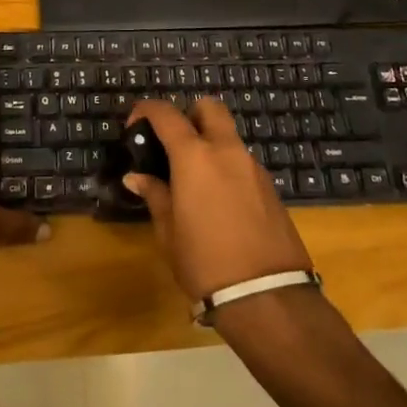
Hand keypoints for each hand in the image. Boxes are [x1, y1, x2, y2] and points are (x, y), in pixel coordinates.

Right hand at [123, 98, 311, 299]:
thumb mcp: (169, 232)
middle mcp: (226, 151)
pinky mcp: (271, 188)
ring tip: (194, 179)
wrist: (268, 298)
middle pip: (209, 108)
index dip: (146, 111)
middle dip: (189, 114)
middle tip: (173, 143)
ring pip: (229, 136)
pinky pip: (243, 162)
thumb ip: (155, 195)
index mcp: (195, 156)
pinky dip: (227, 167)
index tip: (135, 126)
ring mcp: (253, 167)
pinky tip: (219, 201)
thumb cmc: (205, 263)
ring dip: (210, 143)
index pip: (167, 114)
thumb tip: (137, 176)